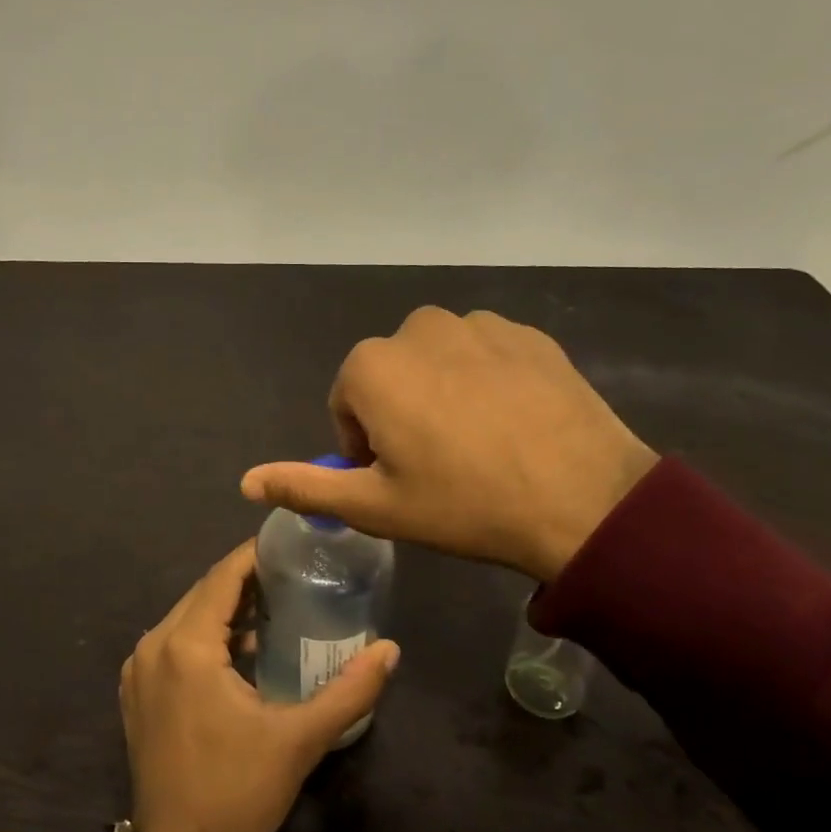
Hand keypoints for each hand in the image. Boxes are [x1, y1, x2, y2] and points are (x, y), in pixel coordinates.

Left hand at [119, 540, 400, 831]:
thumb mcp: (299, 740)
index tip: (289, 545)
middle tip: (292, 576)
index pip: (222, 577)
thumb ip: (349, 691)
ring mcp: (138, 669)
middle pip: (203, 593)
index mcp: (186, 646)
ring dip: (225, 609)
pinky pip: (172, 643)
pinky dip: (204, 635)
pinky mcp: (136, 692)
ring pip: (187, 617)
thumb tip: (390, 650)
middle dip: (245, 581)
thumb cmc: (237, 793)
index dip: (254, 555)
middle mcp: (153, 646)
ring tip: (274, 607)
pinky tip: (239, 649)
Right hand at [240, 307, 657, 580]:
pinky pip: (484, 353)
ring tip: (478, 443)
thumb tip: (246, 481)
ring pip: (436, 360)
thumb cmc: (465, 504)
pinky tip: (513, 423)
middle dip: (400, 412)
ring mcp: (479, 325)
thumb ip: (305, 486)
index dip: (365, 444)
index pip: (347, 402)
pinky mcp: (528, 333)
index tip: (398, 477)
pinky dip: (485, 380)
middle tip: (437, 463)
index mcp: (373, 367)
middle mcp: (418, 328)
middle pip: (390, 375)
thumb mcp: (376, 507)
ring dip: (441, 392)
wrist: (585, 501)